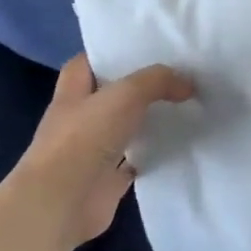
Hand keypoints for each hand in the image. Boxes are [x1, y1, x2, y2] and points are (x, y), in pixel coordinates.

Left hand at [15, 54, 194, 247]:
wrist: (62, 202)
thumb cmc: (85, 138)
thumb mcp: (126, 94)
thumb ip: (158, 81)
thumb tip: (188, 84)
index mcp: (73, 94)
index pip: (86, 64)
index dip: (109, 54)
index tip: (142, 48)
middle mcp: (79, 120)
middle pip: (110, 96)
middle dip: (138, 87)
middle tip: (176, 76)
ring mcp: (92, 152)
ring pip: (125, 129)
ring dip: (148, 121)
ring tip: (185, 106)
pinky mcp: (107, 180)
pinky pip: (135, 162)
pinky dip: (153, 155)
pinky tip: (179, 145)